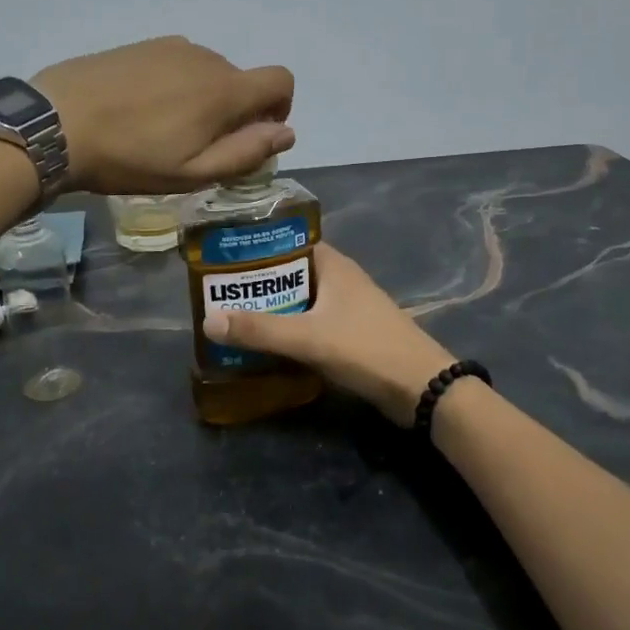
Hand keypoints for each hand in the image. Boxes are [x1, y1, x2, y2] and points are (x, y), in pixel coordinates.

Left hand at [34, 36, 295, 194]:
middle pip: (241, 80)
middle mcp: (205, 58)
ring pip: (207, 72)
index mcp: (224, 90)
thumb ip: (246, 152)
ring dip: (202, 98)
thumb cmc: (130, 157)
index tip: (253, 134)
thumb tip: (287, 133)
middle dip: (234, 112)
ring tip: (163, 131)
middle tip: (195, 147)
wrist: (56, 123)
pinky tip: (140, 110)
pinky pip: (177, 63)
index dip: (280, 107)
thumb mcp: (193, 173)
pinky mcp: (141, 45)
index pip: (280, 79)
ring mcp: (170, 46)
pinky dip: (175, 84)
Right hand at [204, 243, 455, 425]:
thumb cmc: (366, 349)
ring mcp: (349, 307)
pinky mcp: (352, 334)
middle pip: (291, 272)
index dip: (258, 246)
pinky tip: (268, 343)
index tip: (224, 257)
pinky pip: (312, 322)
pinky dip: (290, 328)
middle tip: (221, 293)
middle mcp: (341, 279)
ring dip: (274, 307)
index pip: (289, 241)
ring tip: (235, 317)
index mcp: (334, 265)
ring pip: (302, 299)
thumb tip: (207, 320)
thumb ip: (259, 330)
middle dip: (259, 282)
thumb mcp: (308, 337)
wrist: (422, 389)